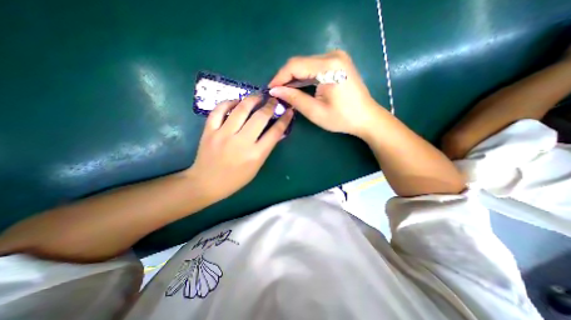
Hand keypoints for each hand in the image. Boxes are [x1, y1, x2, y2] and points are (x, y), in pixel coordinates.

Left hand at [189, 97, 294, 200]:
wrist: (207, 183)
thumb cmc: (236, 179)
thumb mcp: (256, 166)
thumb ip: (266, 148)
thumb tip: (277, 131)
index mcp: (256, 154)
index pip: (275, 132)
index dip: (284, 119)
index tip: (288, 111)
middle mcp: (241, 142)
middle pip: (260, 117)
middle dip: (270, 105)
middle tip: (273, 100)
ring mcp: (223, 135)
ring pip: (241, 109)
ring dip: (252, 99)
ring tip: (258, 96)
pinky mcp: (209, 131)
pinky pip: (219, 110)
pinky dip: (229, 102)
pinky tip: (236, 102)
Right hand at [268, 49, 382, 138]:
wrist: (366, 118)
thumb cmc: (342, 118)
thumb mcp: (315, 111)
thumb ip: (294, 99)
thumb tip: (274, 91)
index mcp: (329, 66)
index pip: (295, 65)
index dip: (279, 77)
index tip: (270, 90)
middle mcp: (333, 55)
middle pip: (300, 63)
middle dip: (286, 78)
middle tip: (276, 93)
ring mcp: (337, 57)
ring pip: (306, 64)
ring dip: (294, 78)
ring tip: (284, 92)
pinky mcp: (338, 63)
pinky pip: (314, 67)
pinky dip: (304, 77)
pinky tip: (298, 87)